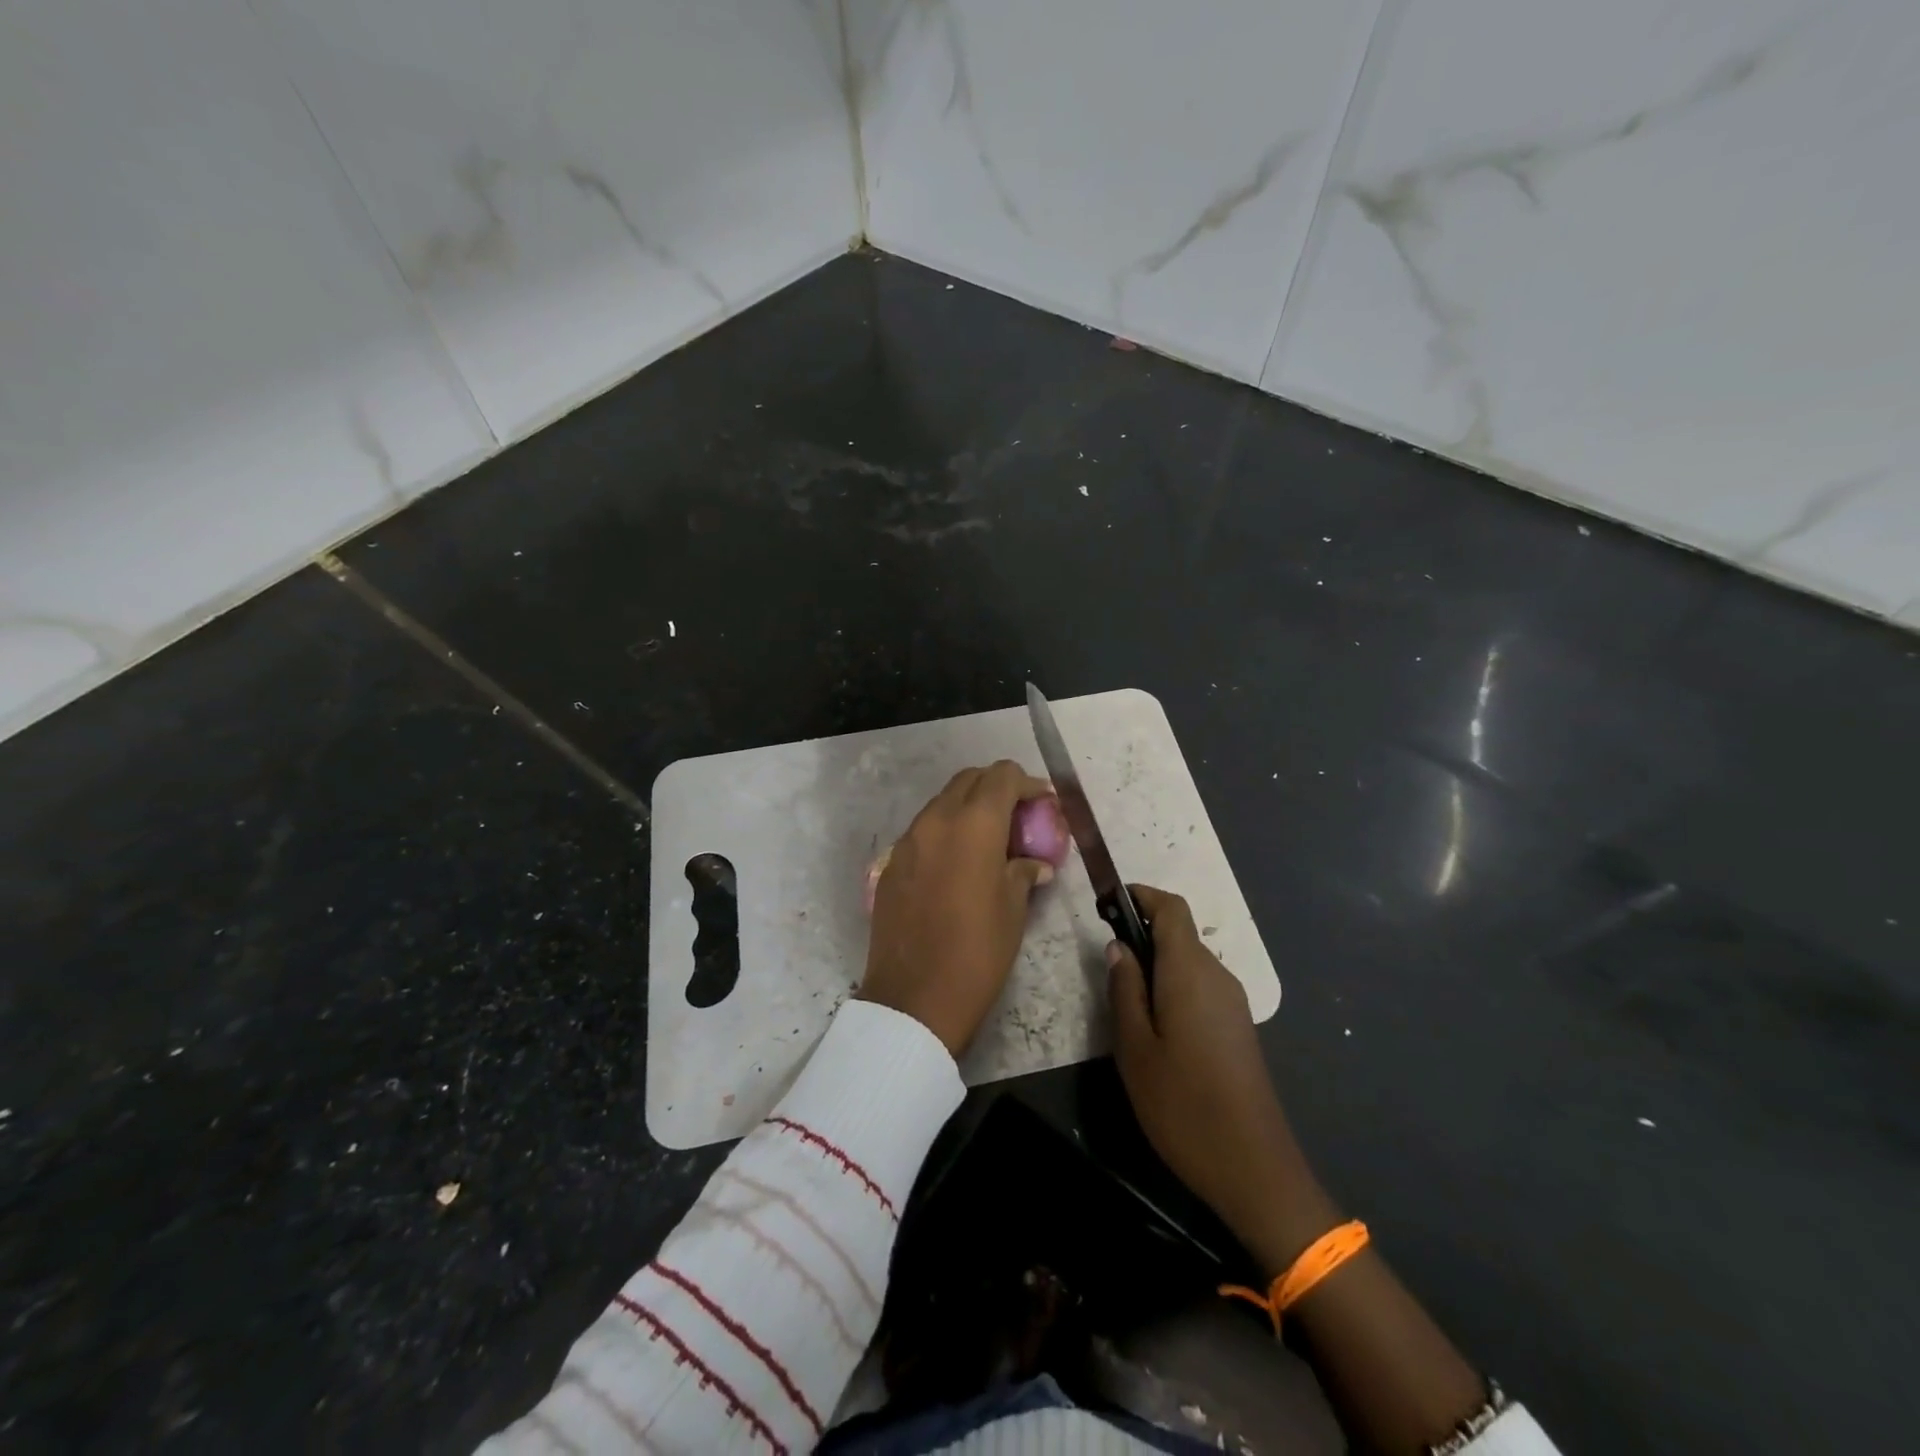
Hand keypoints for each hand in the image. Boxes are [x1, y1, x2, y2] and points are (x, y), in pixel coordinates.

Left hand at [861, 761, 1056, 1055]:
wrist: (914, 998)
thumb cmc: (977, 951)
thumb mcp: (1013, 909)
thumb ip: (1023, 872)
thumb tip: (1034, 864)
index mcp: (973, 824)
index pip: (1001, 776)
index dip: (1027, 784)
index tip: (1044, 803)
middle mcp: (936, 820)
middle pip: (969, 780)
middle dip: (997, 789)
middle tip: (1018, 817)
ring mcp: (908, 840)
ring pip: (942, 803)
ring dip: (969, 808)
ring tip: (990, 841)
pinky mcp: (891, 864)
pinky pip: (924, 831)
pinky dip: (946, 832)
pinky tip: (959, 864)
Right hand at [1108, 885, 1337, 1272]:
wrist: (1253, 1167)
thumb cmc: (1183, 1104)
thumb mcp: (1135, 1047)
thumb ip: (1124, 989)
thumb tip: (1118, 946)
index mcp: (1190, 971)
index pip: (1172, 907)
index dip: (1141, 896)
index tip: (1109, 905)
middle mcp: (1217, 975)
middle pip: (1180, 933)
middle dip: (1142, 934)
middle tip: (1107, 966)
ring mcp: (1233, 1001)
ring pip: (1189, 962)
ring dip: (1157, 964)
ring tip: (1125, 1002)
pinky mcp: (1238, 1025)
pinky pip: (1201, 986)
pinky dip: (1174, 986)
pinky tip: (1155, 1027)